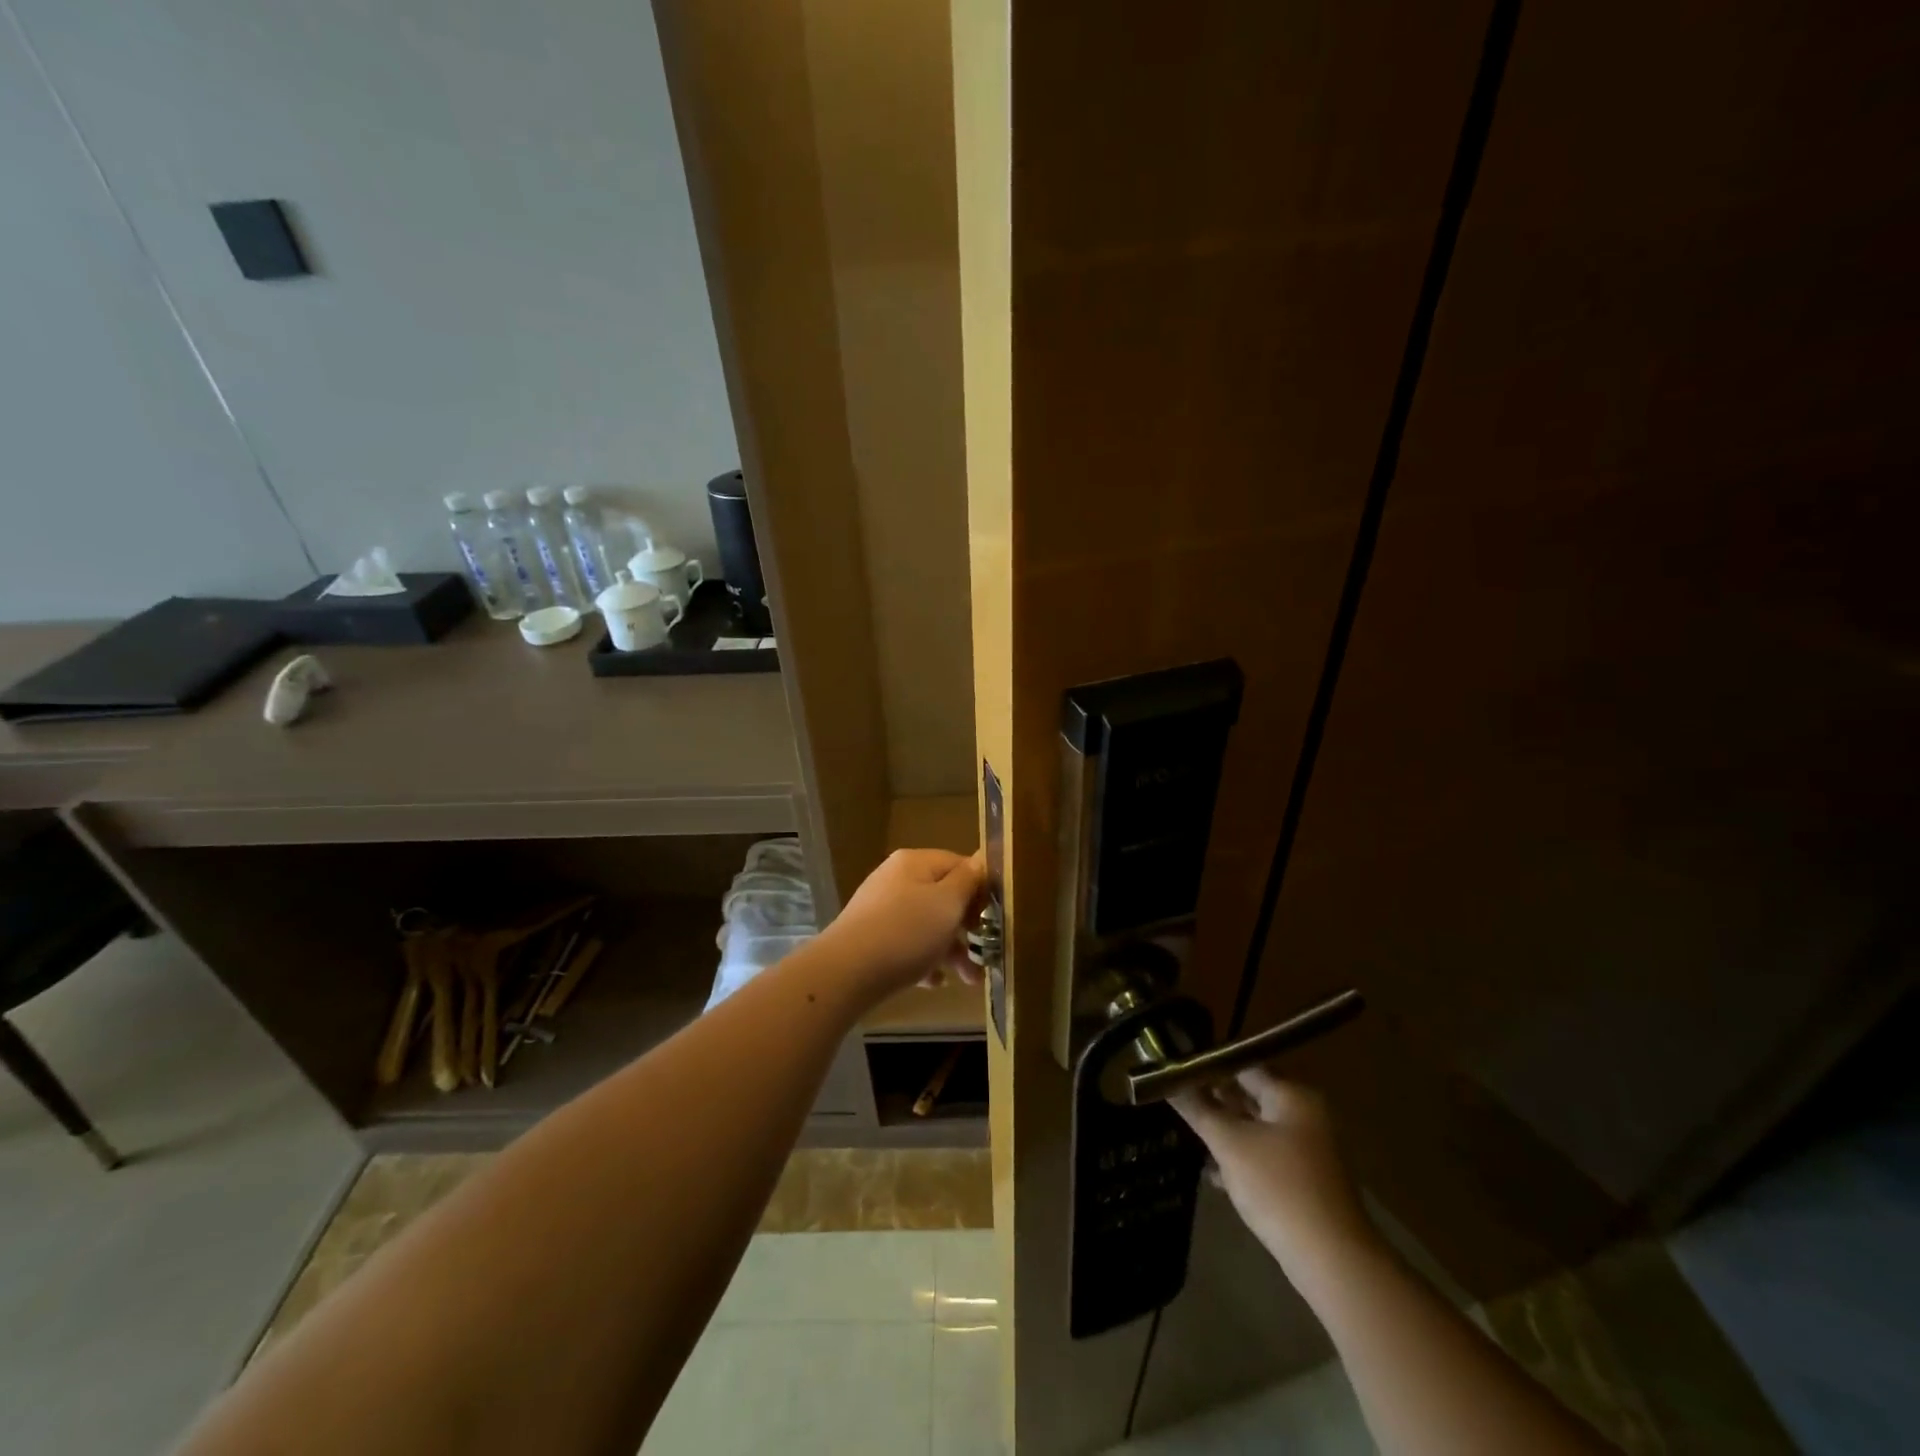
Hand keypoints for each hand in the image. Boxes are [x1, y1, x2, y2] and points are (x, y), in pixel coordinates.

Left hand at [818, 849, 986, 997]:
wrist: (846, 972)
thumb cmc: (906, 932)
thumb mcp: (947, 903)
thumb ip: (969, 880)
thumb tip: (983, 859)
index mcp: (915, 862)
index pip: (959, 865)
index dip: (981, 889)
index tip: (996, 919)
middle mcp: (896, 879)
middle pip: (943, 897)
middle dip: (968, 928)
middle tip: (987, 954)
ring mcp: (880, 908)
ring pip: (926, 925)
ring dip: (951, 950)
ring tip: (970, 980)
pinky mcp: (870, 938)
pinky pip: (906, 945)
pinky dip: (923, 961)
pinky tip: (934, 983)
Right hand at [1172, 1069, 1377, 1276]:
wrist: (1333, 1262)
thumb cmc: (1279, 1188)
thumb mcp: (1230, 1144)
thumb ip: (1198, 1109)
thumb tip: (1166, 1080)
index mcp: (1292, 1095)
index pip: (1243, 1065)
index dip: (1209, 1066)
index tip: (1176, 1070)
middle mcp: (1304, 1114)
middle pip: (1251, 1095)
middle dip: (1215, 1099)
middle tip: (1178, 1099)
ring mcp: (1308, 1149)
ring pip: (1256, 1128)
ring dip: (1225, 1131)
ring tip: (1189, 1132)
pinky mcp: (1305, 1180)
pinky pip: (1266, 1156)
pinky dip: (1241, 1159)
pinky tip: (1213, 1174)